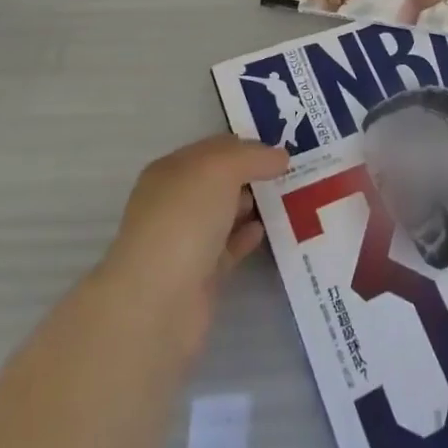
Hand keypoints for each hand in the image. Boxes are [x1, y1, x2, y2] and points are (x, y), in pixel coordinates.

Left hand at [102, 137, 287, 346]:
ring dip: (250, 206)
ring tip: (285, 200)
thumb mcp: (222, 168)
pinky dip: (245, 238)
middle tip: (289, 173)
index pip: (213, 149)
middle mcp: (173, 203)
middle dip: (250, 175)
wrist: (158, 301)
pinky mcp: (198, 277)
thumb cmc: (185, 219)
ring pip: (223, 215)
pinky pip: (227, 248)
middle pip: (218, 182)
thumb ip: (253, 156)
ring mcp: (184, 241)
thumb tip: (280, 157)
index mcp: (170, 171)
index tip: (280, 150)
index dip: (245, 146)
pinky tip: (265, 231)